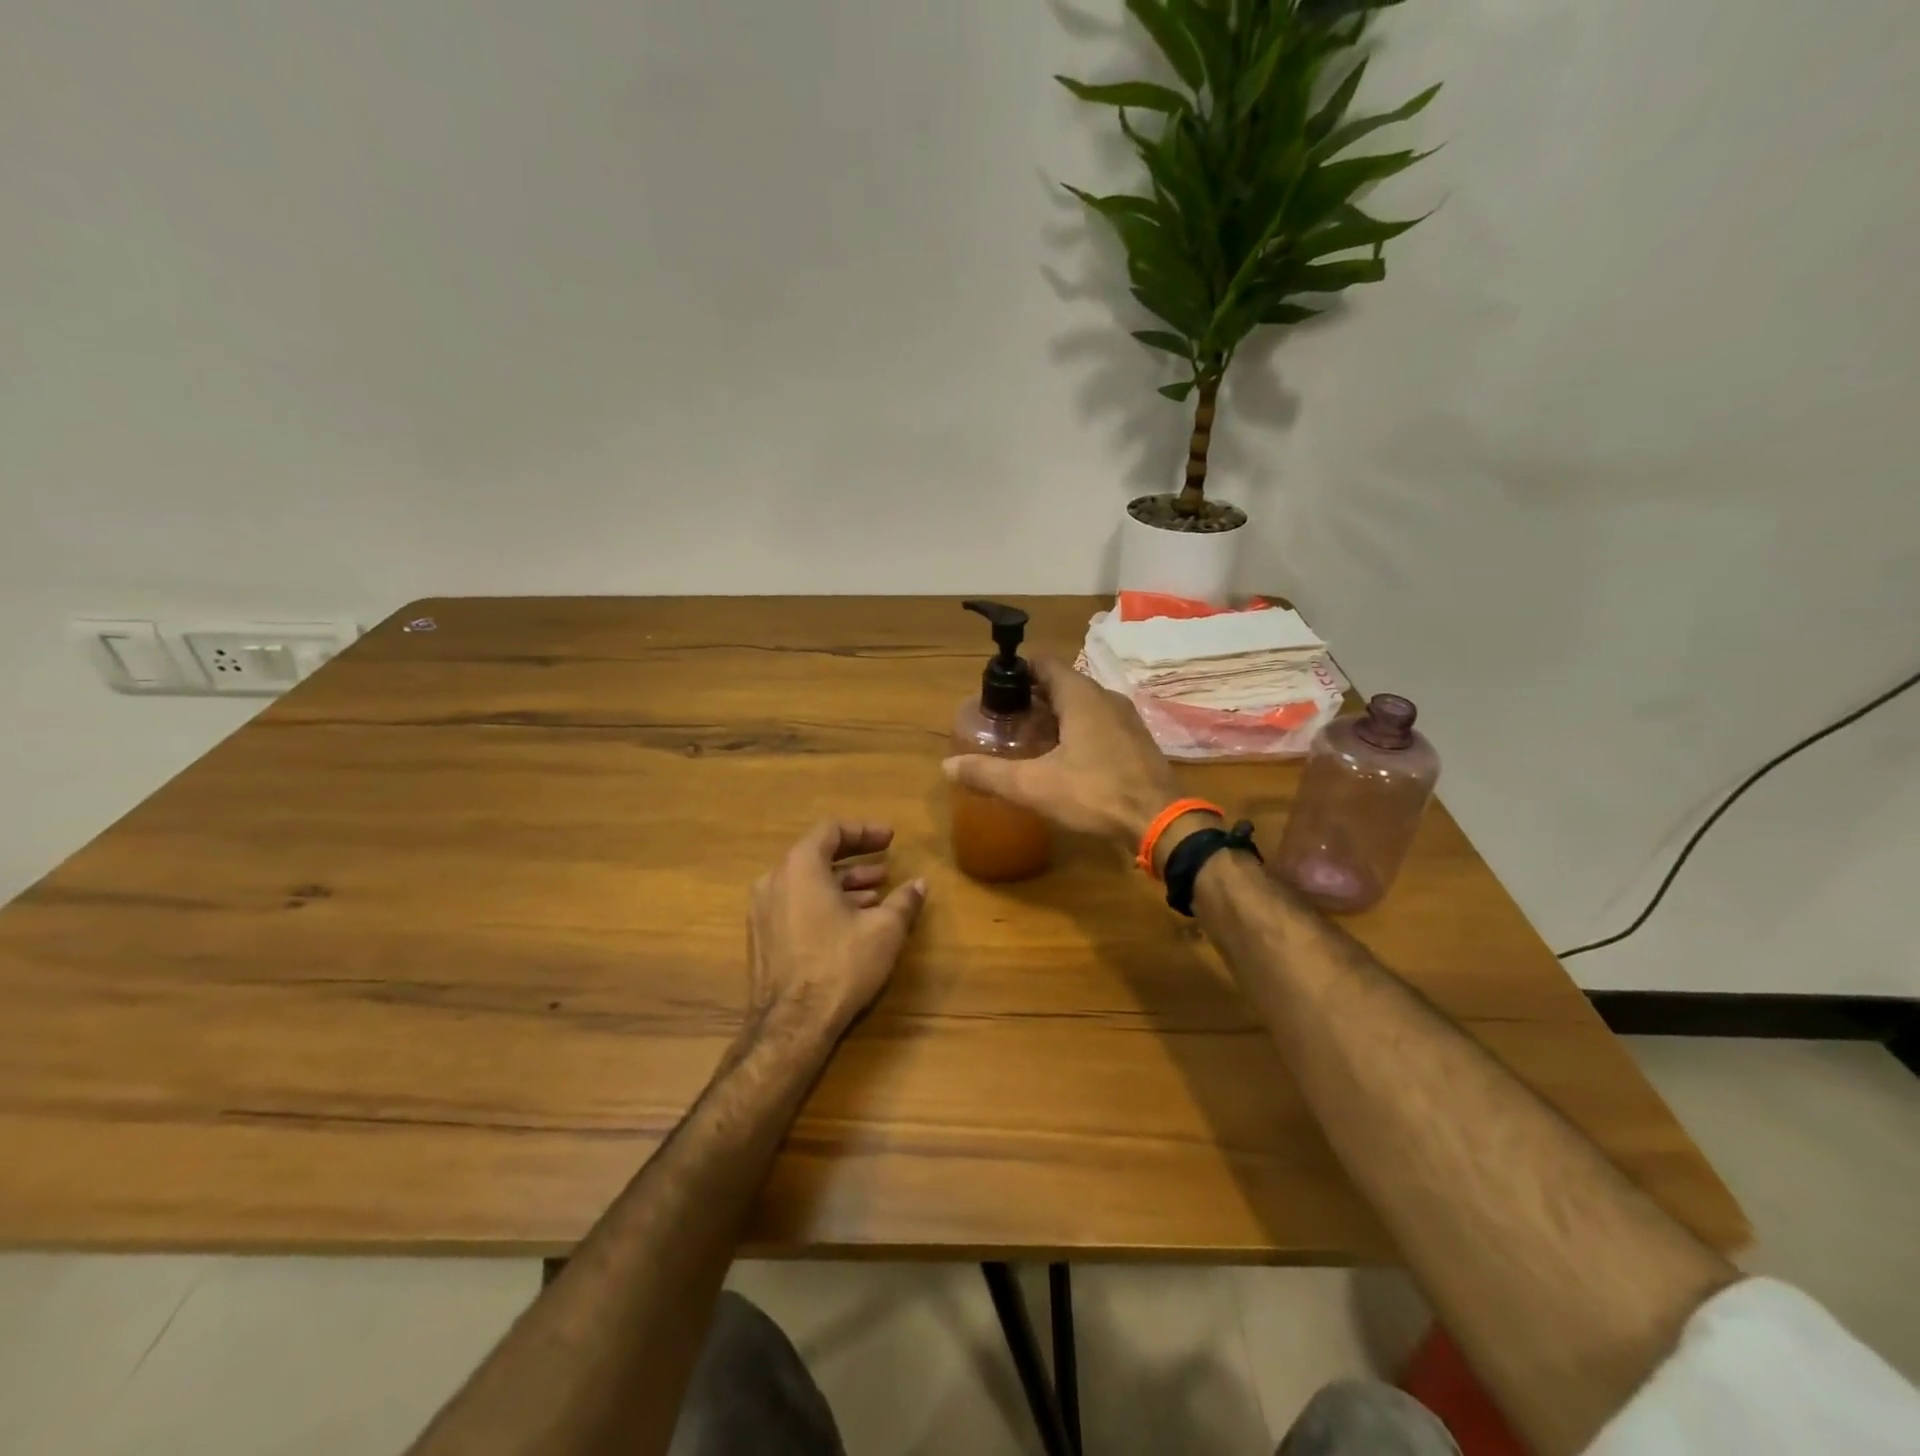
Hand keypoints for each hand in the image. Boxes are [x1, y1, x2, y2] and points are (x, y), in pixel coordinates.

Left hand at [745, 821, 927, 1042]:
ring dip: (843, 884)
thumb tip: (920, 884)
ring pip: (807, 883)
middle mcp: (774, 880)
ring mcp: (763, 910)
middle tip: (886, 865)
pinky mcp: (762, 937)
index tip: (890, 838)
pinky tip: (852, 921)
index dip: (864, 831)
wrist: (791, 1026)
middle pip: (817, 855)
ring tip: (877, 894)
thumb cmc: (839, 965)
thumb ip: (903, 901)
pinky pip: (796, 904)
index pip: (831, 830)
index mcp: (800, 866)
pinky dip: (824, 903)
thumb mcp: (883, 930)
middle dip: (856, 859)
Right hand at [941, 656, 1180, 846]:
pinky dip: (1078, 731)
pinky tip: (1064, 758)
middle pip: (1063, 684)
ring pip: (1083, 705)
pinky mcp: (1137, 742)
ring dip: (1056, 715)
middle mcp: (1106, 698)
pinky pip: (1100, 724)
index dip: (1018, 672)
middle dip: (1033, 697)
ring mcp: (1126, 719)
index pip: (1044, 664)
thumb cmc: (1095, 793)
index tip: (995, 692)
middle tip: (1006, 720)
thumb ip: (989, 774)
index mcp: (1081, 696)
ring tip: (1029, 739)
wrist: (1161, 822)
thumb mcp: (1034, 786)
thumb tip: (947, 767)